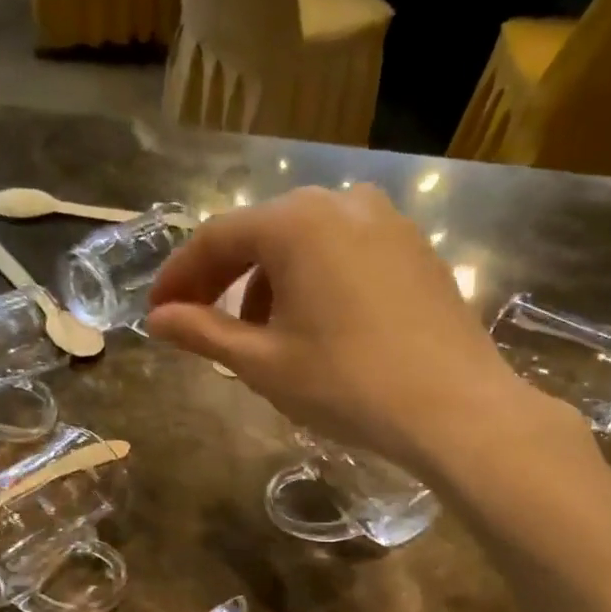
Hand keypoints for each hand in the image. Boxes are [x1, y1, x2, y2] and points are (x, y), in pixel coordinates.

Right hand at [146, 186, 572, 468]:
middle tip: (202, 324)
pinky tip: (317, 326)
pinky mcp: (416, 250)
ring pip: (306, 243)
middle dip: (225, 280)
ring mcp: (387, 222)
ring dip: (271, 283)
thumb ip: (202, 333)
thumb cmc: (345, 384)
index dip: (179, 277)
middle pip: (262, 234)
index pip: (216, 239)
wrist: (454, 408)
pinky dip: (315, 281)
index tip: (158, 313)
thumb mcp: (262, 363)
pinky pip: (346, 253)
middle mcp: (341, 203)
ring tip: (263, 336)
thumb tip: (156, 319)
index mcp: (296, 223)